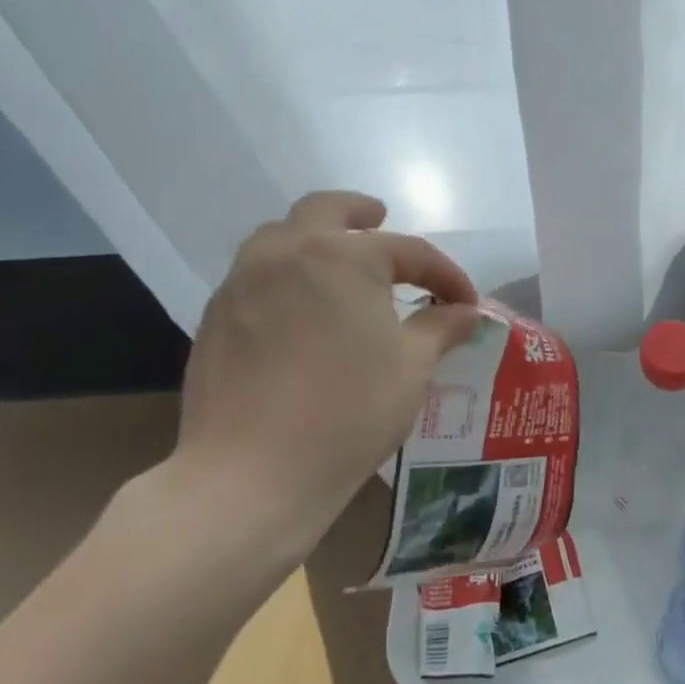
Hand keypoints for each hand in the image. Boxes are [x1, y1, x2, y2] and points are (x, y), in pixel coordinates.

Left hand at [154, 191, 480, 566]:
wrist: (252, 474)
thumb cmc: (349, 413)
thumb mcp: (411, 368)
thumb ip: (441, 328)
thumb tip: (467, 313)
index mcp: (344, 257)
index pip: (409, 251)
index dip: (445, 275)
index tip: (466, 302)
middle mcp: (288, 252)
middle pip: (326, 209)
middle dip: (360, 211)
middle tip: (380, 219)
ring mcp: (243, 282)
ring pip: (280, 236)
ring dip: (314, 237)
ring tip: (336, 263)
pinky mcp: (216, 316)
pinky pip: (256, 275)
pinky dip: (285, 274)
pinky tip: (300, 309)